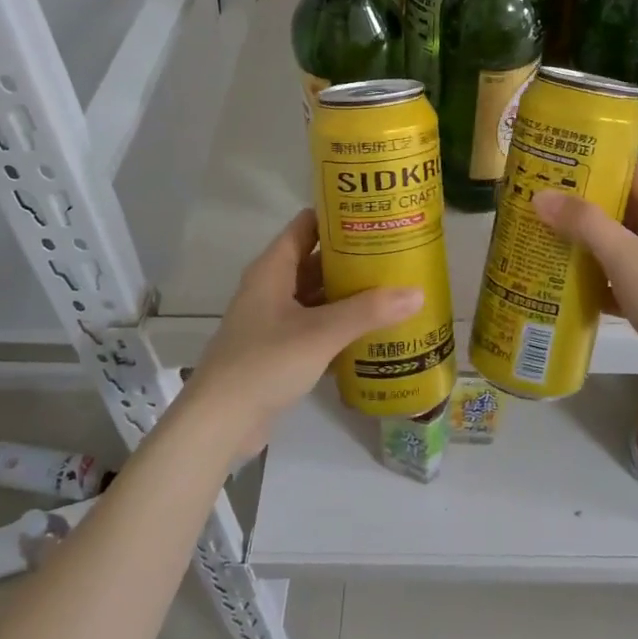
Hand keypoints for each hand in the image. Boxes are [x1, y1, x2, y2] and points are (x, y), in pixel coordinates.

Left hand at [189, 209, 422, 448]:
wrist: (219, 423)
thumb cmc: (265, 363)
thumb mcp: (321, 333)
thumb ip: (368, 311)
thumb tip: (417, 292)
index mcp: (272, 269)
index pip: (306, 226)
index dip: (337, 216)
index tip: (374, 214)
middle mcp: (271, 288)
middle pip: (315, 262)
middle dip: (352, 259)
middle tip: (395, 253)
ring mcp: (274, 321)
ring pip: (317, 297)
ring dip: (348, 295)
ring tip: (393, 289)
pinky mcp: (279, 351)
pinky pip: (315, 328)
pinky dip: (340, 327)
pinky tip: (373, 332)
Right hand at [532, 163, 637, 410]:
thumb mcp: (624, 254)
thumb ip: (583, 222)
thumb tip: (541, 195)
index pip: (632, 172)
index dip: (598, 162)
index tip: (559, 160)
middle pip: (619, 208)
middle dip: (581, 204)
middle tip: (540, 197)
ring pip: (614, 244)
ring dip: (582, 241)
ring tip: (541, 233)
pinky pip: (613, 277)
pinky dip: (590, 277)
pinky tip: (559, 280)